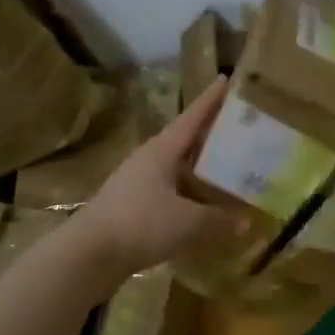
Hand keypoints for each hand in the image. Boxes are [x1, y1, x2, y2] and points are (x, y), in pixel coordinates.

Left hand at [73, 78, 243, 278]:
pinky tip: (204, 210)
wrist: (89, 254)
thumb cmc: (141, 224)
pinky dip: (189, 197)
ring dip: (200, 171)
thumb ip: (219, 219)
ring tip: (228, 173)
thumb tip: (246, 221)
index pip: (192, 117)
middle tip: (240, 131)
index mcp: (162, 150)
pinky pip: (169, 195)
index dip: (210, 100)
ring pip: (177, 171)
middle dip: (211, 137)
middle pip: (185, 142)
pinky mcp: (132, 208)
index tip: (225, 79)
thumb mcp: (188, 221)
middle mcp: (149, 160)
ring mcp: (137, 184)